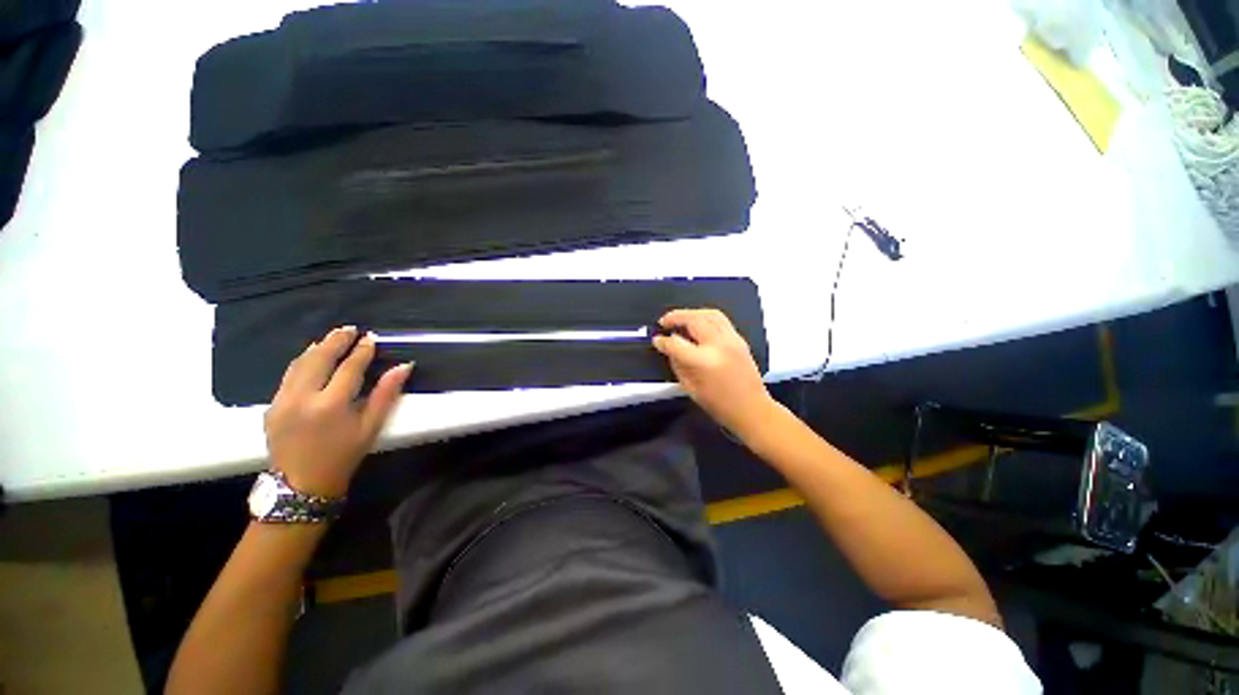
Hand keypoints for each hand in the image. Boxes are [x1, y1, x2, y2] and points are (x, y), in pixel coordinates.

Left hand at [264, 326, 412, 497]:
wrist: (301, 484)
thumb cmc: (343, 455)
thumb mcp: (371, 427)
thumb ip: (386, 394)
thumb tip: (403, 367)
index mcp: (331, 405)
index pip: (349, 368)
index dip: (362, 351)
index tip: (371, 339)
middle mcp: (302, 398)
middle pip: (319, 359)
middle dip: (336, 341)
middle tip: (350, 329)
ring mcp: (282, 401)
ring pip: (299, 364)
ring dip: (317, 348)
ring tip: (332, 338)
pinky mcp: (271, 406)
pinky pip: (288, 376)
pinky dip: (302, 362)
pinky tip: (311, 357)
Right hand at [652, 308, 774, 435]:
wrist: (752, 409)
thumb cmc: (719, 405)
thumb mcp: (690, 388)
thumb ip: (677, 364)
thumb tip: (669, 348)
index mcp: (703, 361)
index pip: (676, 343)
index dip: (663, 341)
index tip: (656, 340)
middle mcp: (718, 345)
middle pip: (693, 319)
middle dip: (675, 317)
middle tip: (664, 321)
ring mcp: (731, 339)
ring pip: (709, 313)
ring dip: (691, 313)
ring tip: (680, 319)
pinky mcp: (740, 339)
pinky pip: (720, 320)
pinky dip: (705, 317)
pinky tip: (698, 325)